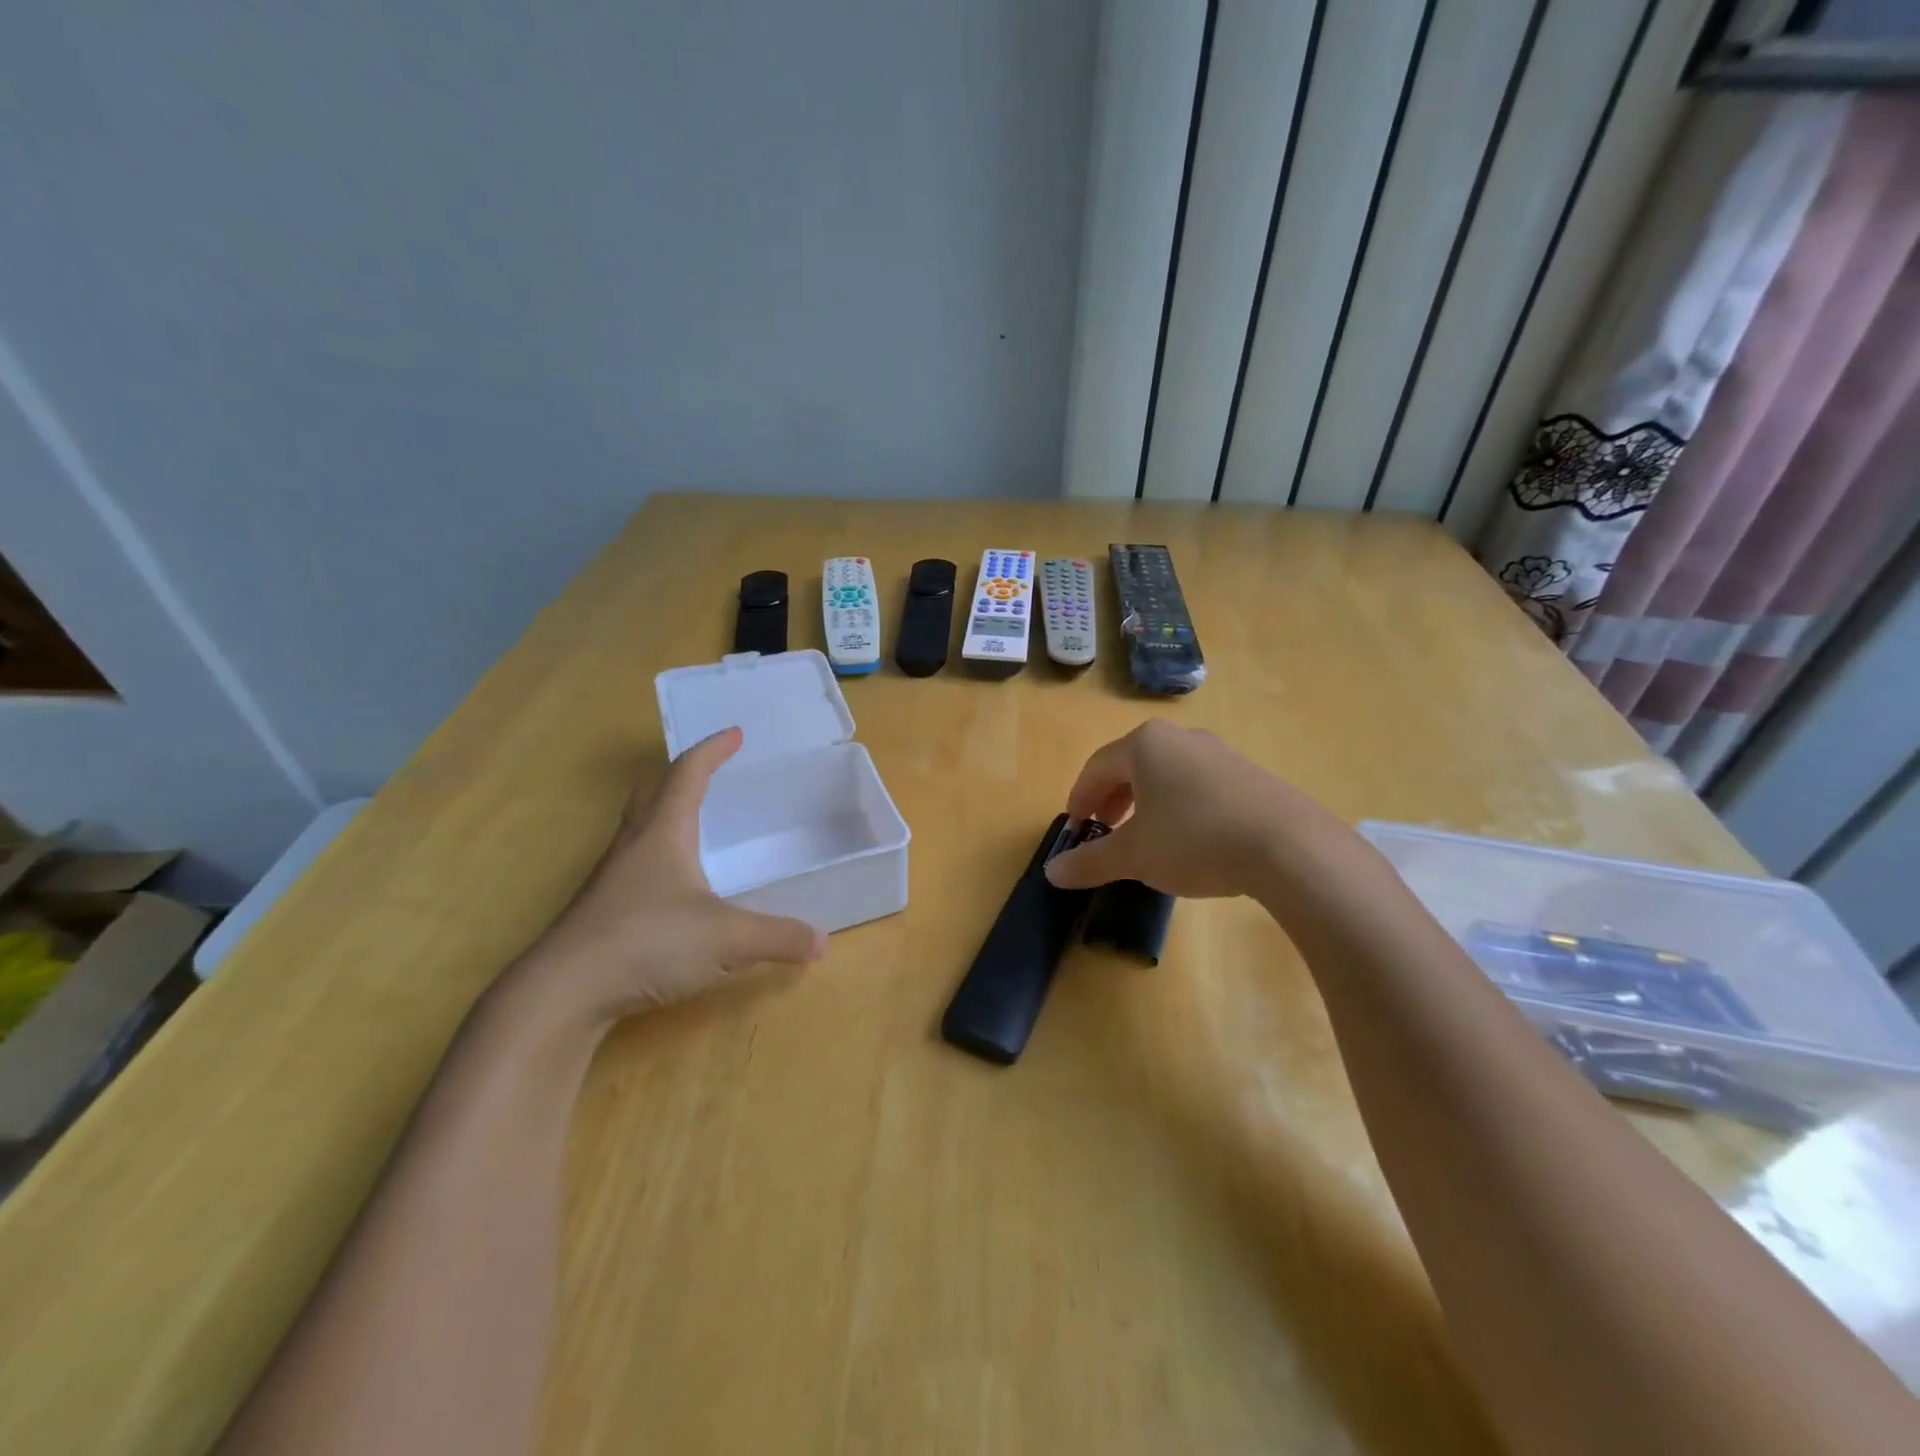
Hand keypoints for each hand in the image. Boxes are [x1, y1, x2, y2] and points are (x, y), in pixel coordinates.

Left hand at [517, 727, 825, 1023]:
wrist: (562, 993)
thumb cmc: (647, 943)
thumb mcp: (726, 940)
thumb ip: (778, 937)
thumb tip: (822, 941)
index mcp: (663, 832)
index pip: (688, 774)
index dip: (713, 750)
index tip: (735, 733)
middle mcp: (634, 844)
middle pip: (655, 794)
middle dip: (684, 776)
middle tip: (712, 772)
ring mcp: (613, 877)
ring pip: (642, 829)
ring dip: (668, 814)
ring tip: (696, 823)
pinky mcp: (602, 909)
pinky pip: (637, 864)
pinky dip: (661, 856)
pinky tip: (676, 886)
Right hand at [1044, 720, 1332, 899]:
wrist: (1289, 846)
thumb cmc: (1195, 840)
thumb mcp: (1135, 856)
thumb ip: (1090, 862)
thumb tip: (1052, 872)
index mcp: (1145, 745)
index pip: (1096, 768)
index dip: (1080, 799)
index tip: (1076, 829)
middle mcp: (1180, 739)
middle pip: (1131, 765)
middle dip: (1112, 799)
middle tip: (1104, 830)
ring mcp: (1219, 754)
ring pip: (1167, 774)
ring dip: (1145, 803)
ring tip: (1144, 836)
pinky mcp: (1249, 775)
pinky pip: (1198, 785)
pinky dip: (1179, 806)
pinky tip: (1188, 839)